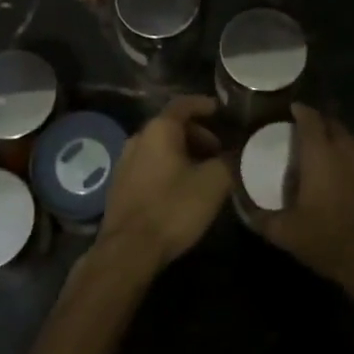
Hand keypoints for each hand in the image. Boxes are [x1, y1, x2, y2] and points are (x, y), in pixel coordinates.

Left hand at [97, 96, 232, 267]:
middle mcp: (138, 138)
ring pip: (160, 147)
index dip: (205, 104)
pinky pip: (150, 165)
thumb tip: (234, 154)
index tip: (221, 111)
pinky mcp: (120, 185)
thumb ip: (228, 161)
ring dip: (184, 153)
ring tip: (204, 173)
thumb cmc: (173, 208)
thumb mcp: (213, 183)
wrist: (129, 249)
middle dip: (198, 135)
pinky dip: (168, 167)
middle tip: (219, 151)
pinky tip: (181, 189)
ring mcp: (125, 161)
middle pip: (172, 126)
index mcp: (159, 129)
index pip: (184, 104)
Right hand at [257, 104, 353, 298]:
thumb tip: (244, 208)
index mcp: (320, 154)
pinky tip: (349, 176)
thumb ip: (261, 217)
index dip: (301, 111)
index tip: (292, 110)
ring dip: (339, 140)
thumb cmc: (326, 240)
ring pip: (353, 141)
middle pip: (334, 125)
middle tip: (306, 132)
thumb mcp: (285, 233)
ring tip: (327, 151)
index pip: (311, 119)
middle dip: (320, 123)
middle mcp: (347, 150)